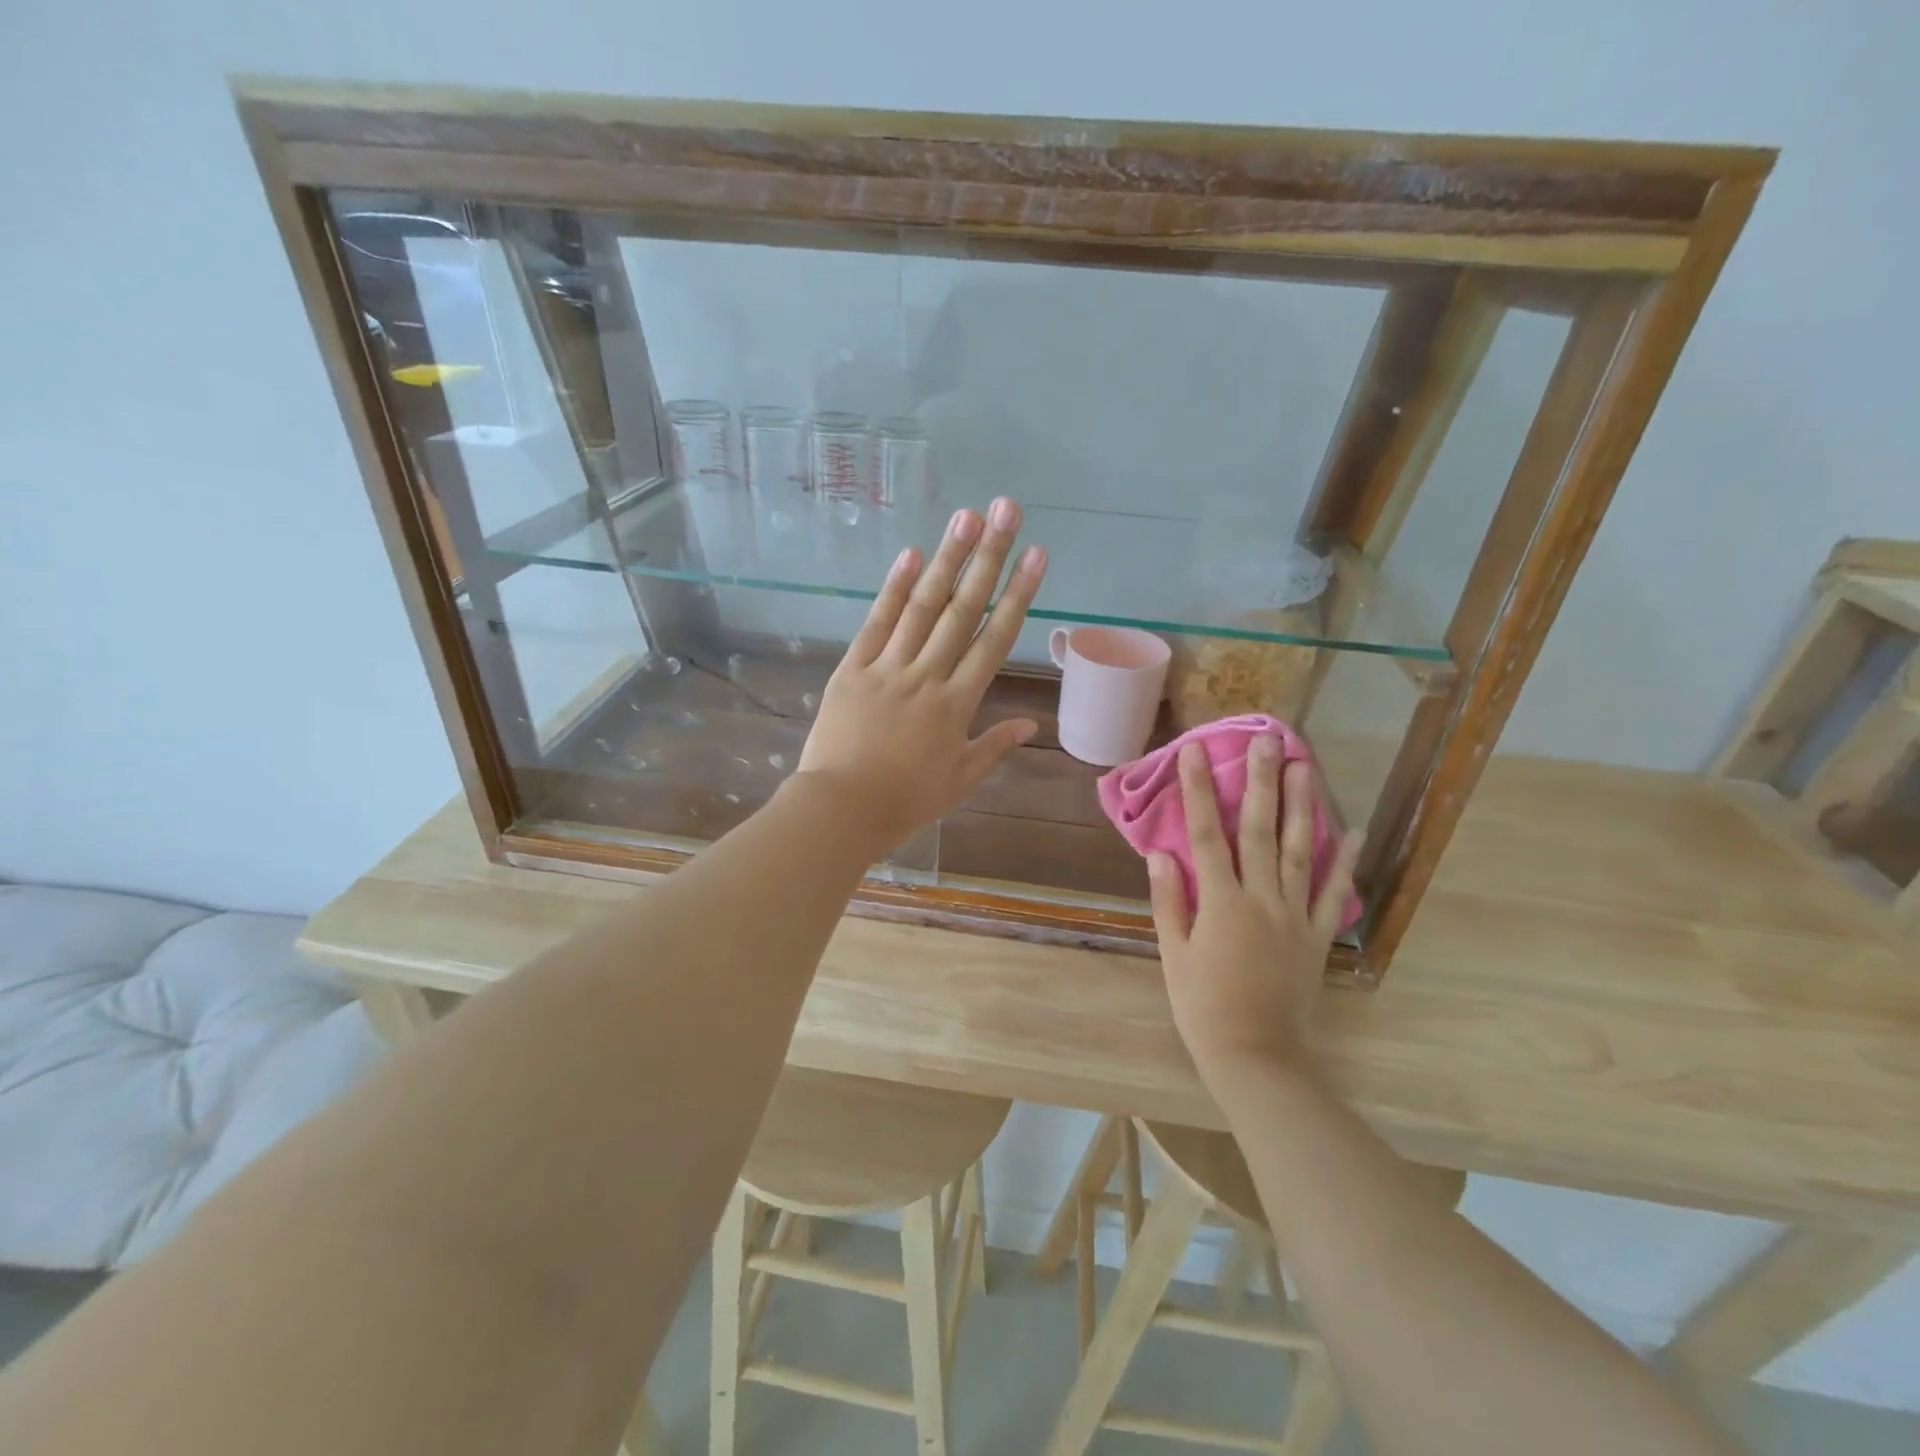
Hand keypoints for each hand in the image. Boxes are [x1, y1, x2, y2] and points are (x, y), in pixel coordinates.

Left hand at [796, 497, 1047, 850]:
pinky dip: (893, 589)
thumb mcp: (959, 780)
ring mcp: (888, 668)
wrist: (841, 809)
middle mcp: (928, 675)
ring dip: (947, 559)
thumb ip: (994, 746)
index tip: (1036, 555)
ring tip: (967, 517)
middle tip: (1007, 511)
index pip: (995, 639)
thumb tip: (1031, 725)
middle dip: (989, 557)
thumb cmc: (905, 801)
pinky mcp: (853, 668)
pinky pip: (877, 623)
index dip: (1019, 594)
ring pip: (923, 606)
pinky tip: (911, 555)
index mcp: (958, 704)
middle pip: (963, 609)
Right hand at [1147, 737, 1359, 1089]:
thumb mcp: (1173, 954)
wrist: (1257, 1055)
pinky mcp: (1317, 935)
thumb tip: (1160, 853)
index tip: (1194, 753)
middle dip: (1260, 782)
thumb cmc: (1202, 1006)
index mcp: (1220, 902)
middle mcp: (1261, 898)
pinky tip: (1351, 829)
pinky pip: (1335, 893)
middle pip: (1260, 830)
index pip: (1206, 834)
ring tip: (1305, 766)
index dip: (1199, 791)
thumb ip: (1169, 901)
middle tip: (1266, 741)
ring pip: (1301, 850)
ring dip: (1302, 805)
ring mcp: (1295, 914)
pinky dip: (1345, 861)